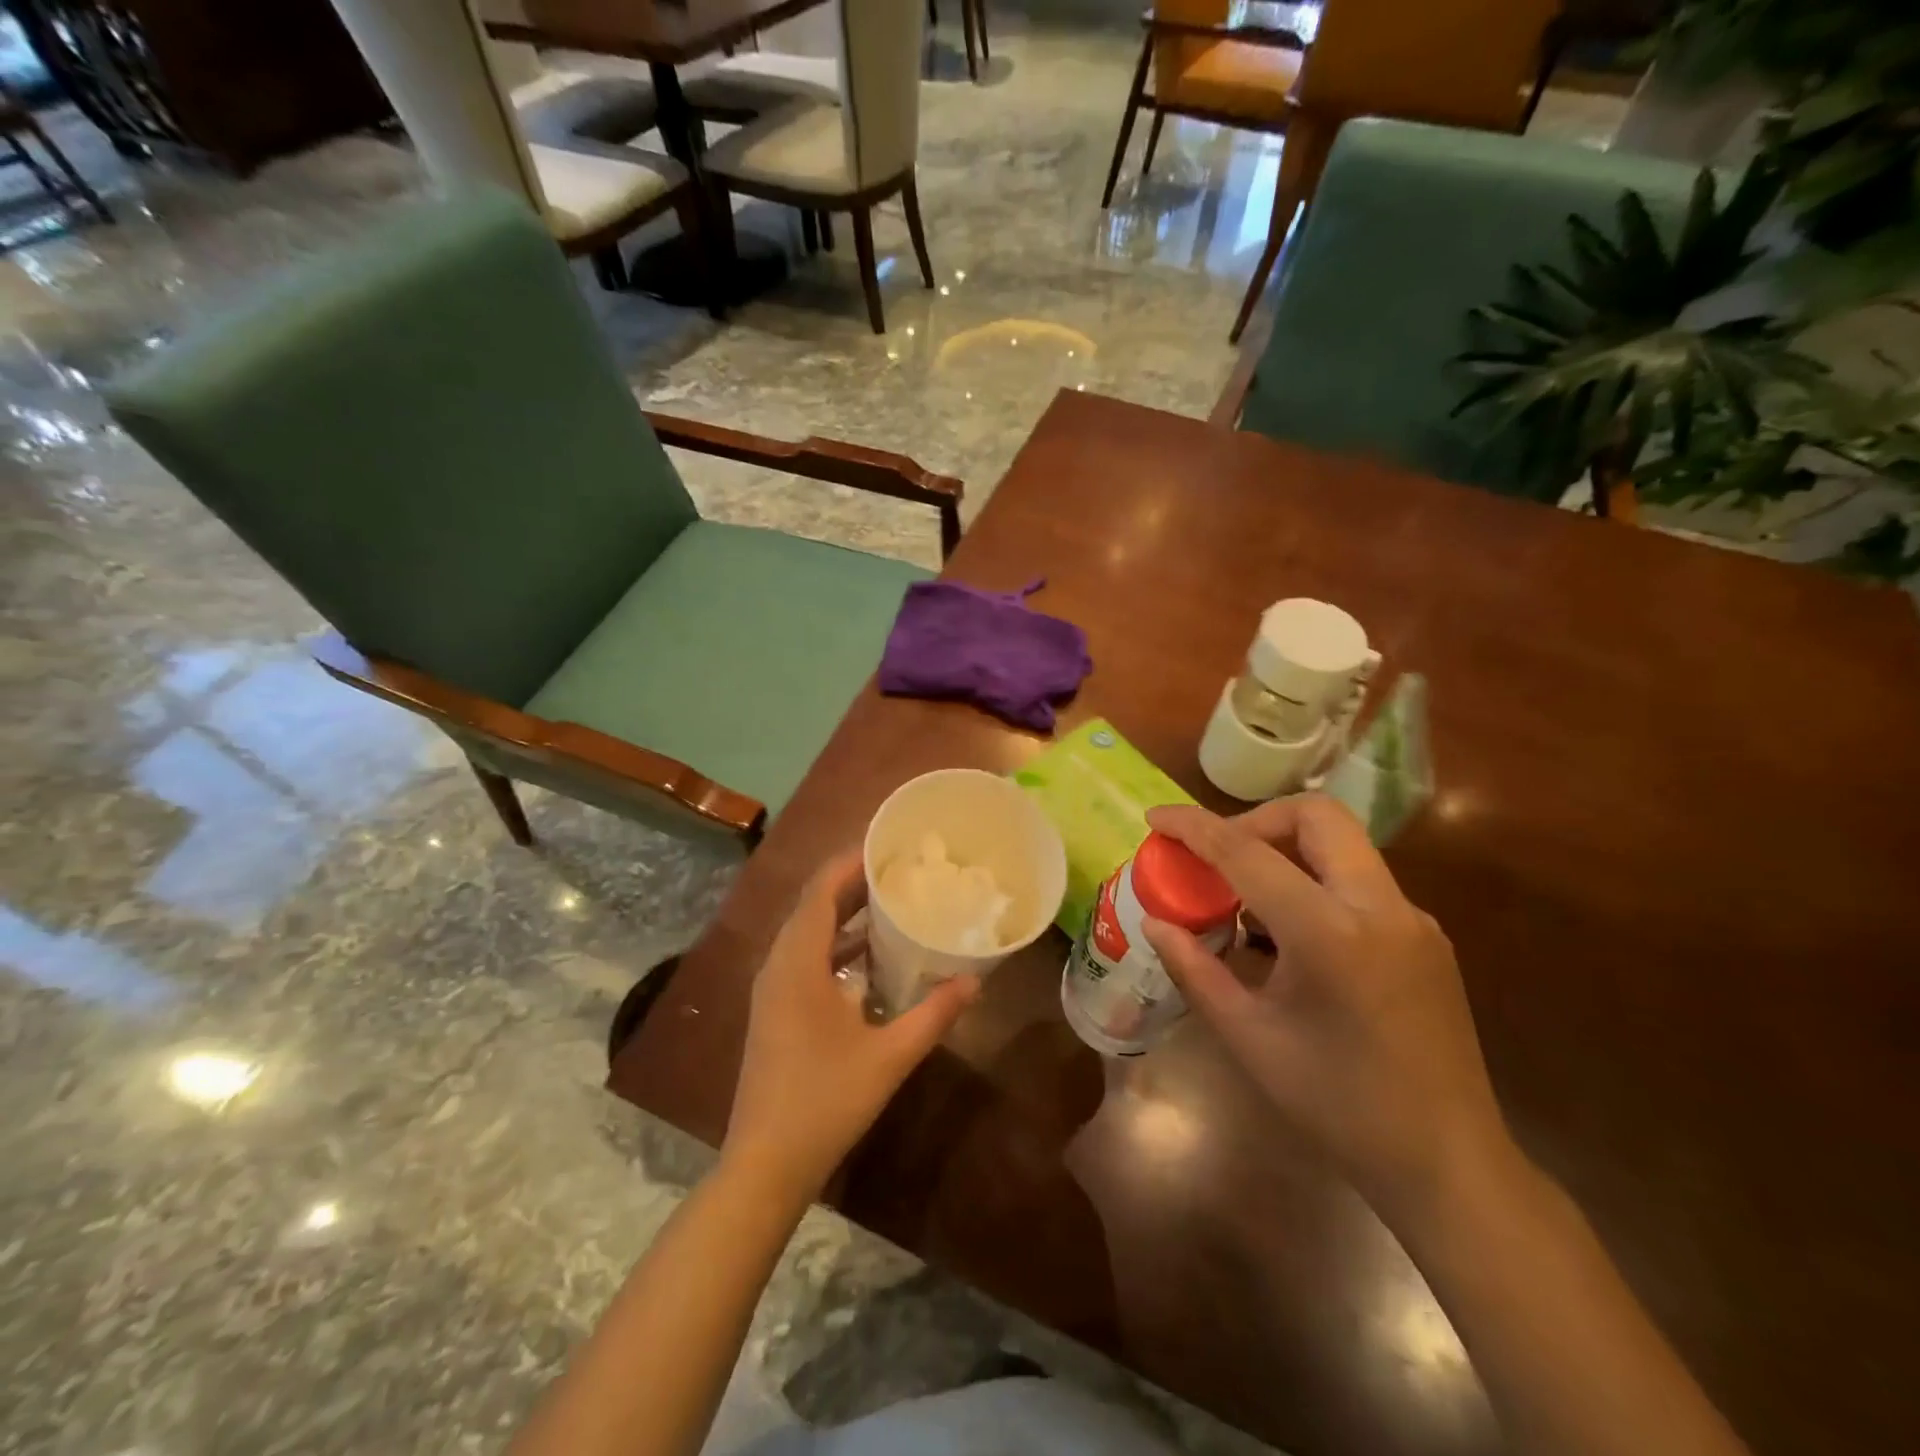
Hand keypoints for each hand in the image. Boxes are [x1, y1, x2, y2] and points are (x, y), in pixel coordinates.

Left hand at [723, 848, 979, 1202]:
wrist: (766, 1164)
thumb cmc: (825, 1102)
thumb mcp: (889, 1056)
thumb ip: (933, 1014)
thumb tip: (975, 980)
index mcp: (798, 963)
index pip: (821, 891)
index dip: (851, 862)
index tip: (888, 844)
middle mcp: (779, 965)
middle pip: (814, 905)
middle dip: (853, 882)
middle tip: (900, 868)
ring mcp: (772, 988)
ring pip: (807, 931)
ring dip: (844, 913)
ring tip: (890, 899)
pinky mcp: (775, 1009)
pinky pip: (805, 956)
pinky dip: (836, 944)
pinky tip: (870, 955)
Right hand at [1141, 796, 1511, 1212]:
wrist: (1448, 1164)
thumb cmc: (1336, 1104)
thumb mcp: (1248, 1037)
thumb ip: (1195, 970)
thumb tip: (1156, 923)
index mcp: (1329, 933)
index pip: (1246, 853)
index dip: (1193, 827)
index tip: (1155, 817)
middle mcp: (1380, 907)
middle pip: (1316, 816)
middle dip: (1255, 820)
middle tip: (1218, 857)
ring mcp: (1412, 918)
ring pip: (1343, 843)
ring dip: (1287, 849)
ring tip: (1247, 900)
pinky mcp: (1427, 936)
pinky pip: (1361, 881)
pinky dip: (1315, 882)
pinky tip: (1292, 937)